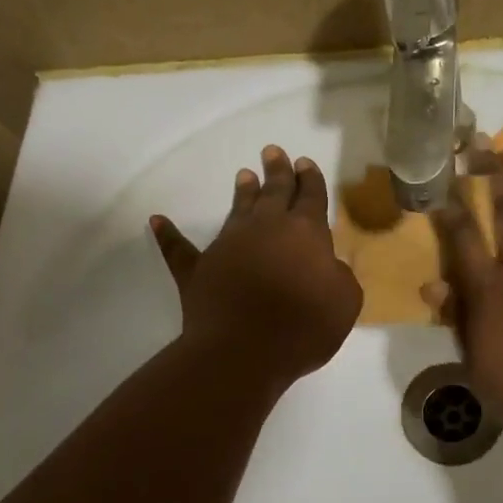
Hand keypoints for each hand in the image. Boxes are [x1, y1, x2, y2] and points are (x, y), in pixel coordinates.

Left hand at [151, 145, 362, 390]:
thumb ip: (339, 275)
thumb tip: (327, 264)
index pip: (311, 197)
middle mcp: (266, 228)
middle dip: (277, 171)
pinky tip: (157, 221)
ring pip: (237, 210)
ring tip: (244, 175)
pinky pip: (179, 248)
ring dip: (243, 192)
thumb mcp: (344, 300)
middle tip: (273, 151)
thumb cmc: (304, 326)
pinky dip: (168, 235)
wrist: (245, 350)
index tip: (304, 163)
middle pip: (274, 192)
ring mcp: (228, 245)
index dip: (310, 179)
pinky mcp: (198, 269)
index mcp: (305, 232)